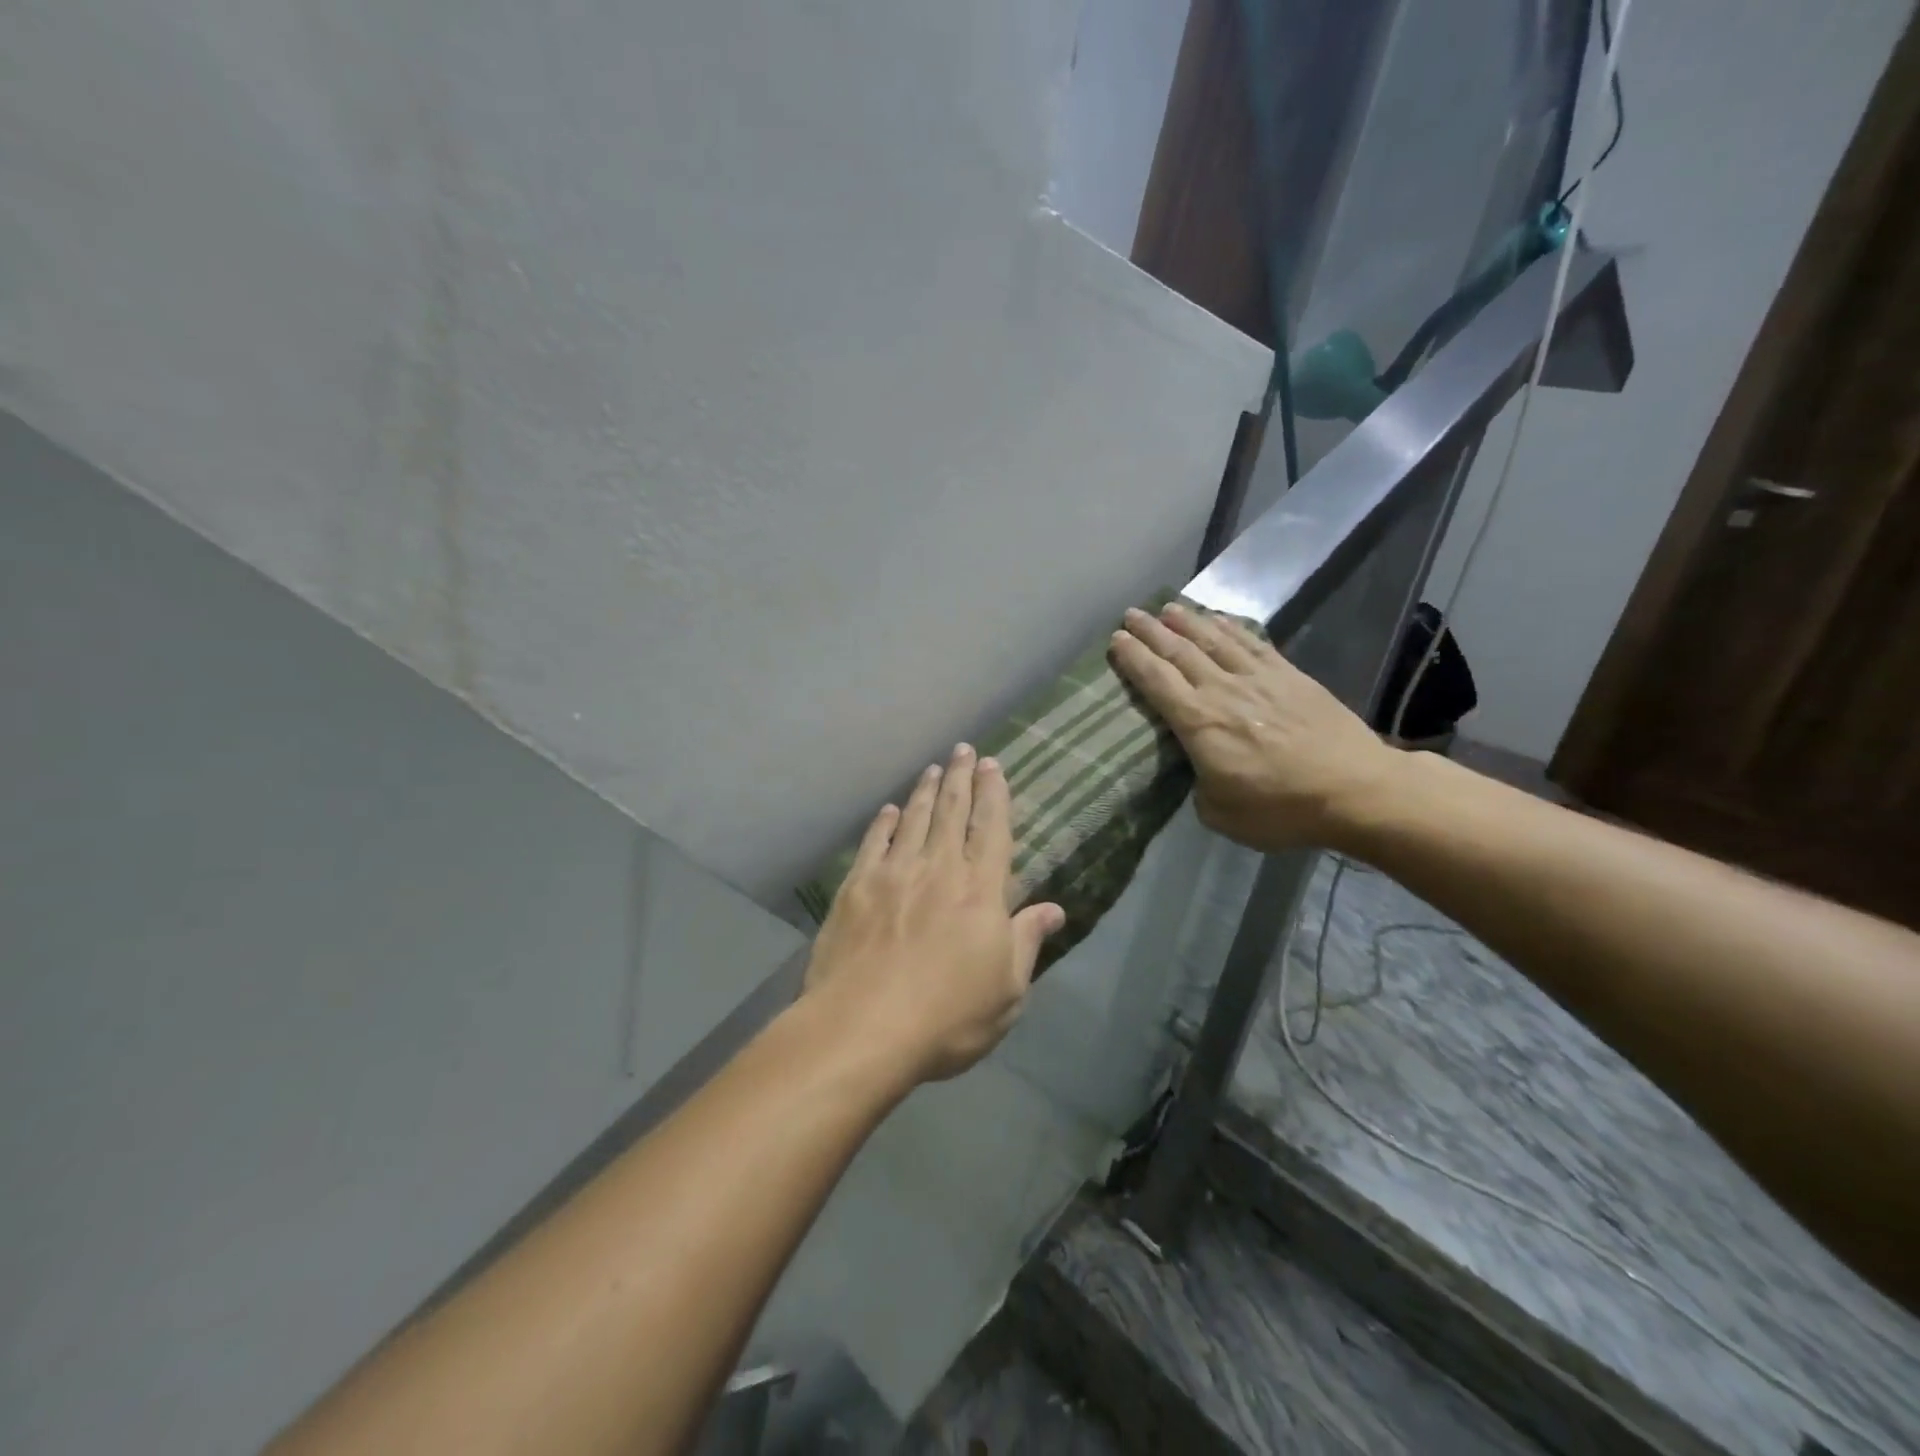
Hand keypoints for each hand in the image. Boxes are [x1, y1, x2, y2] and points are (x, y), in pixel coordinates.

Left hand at [803, 744, 1065, 1083]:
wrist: (863, 1028)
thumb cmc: (947, 1018)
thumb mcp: (1007, 991)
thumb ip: (1026, 942)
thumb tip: (1053, 909)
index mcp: (979, 891)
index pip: (991, 829)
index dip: (994, 794)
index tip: (992, 764)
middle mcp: (938, 869)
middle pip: (951, 812)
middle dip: (960, 778)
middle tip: (963, 749)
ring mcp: (893, 874)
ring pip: (913, 820)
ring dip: (924, 791)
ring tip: (932, 768)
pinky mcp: (856, 888)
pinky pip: (873, 843)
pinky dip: (883, 823)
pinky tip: (888, 810)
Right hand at [1108, 603, 1398, 851]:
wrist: (1356, 790)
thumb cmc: (1283, 809)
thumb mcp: (1221, 815)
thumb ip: (1200, 788)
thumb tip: (1202, 772)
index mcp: (1199, 723)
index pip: (1156, 681)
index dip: (1134, 659)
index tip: (1116, 640)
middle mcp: (1223, 690)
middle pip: (1180, 652)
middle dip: (1151, 632)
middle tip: (1131, 615)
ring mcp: (1258, 678)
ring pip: (1214, 640)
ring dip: (1188, 622)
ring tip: (1167, 608)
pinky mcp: (1290, 676)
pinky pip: (1252, 643)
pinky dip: (1231, 628)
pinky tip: (1219, 619)